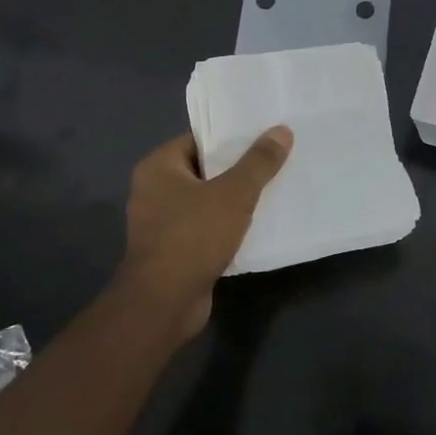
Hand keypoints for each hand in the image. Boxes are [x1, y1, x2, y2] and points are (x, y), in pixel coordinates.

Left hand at [115, 126, 292, 336]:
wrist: (164, 303)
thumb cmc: (192, 236)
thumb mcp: (233, 194)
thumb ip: (258, 162)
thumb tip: (281, 131)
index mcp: (158, 167)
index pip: (199, 139)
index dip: (232, 136)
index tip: (264, 134)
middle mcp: (154, 190)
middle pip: (205, 169)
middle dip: (239, 168)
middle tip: (277, 160)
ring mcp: (162, 223)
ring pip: (207, 201)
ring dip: (236, 199)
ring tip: (274, 189)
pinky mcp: (174, 251)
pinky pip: (206, 228)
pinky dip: (229, 226)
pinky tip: (259, 225)